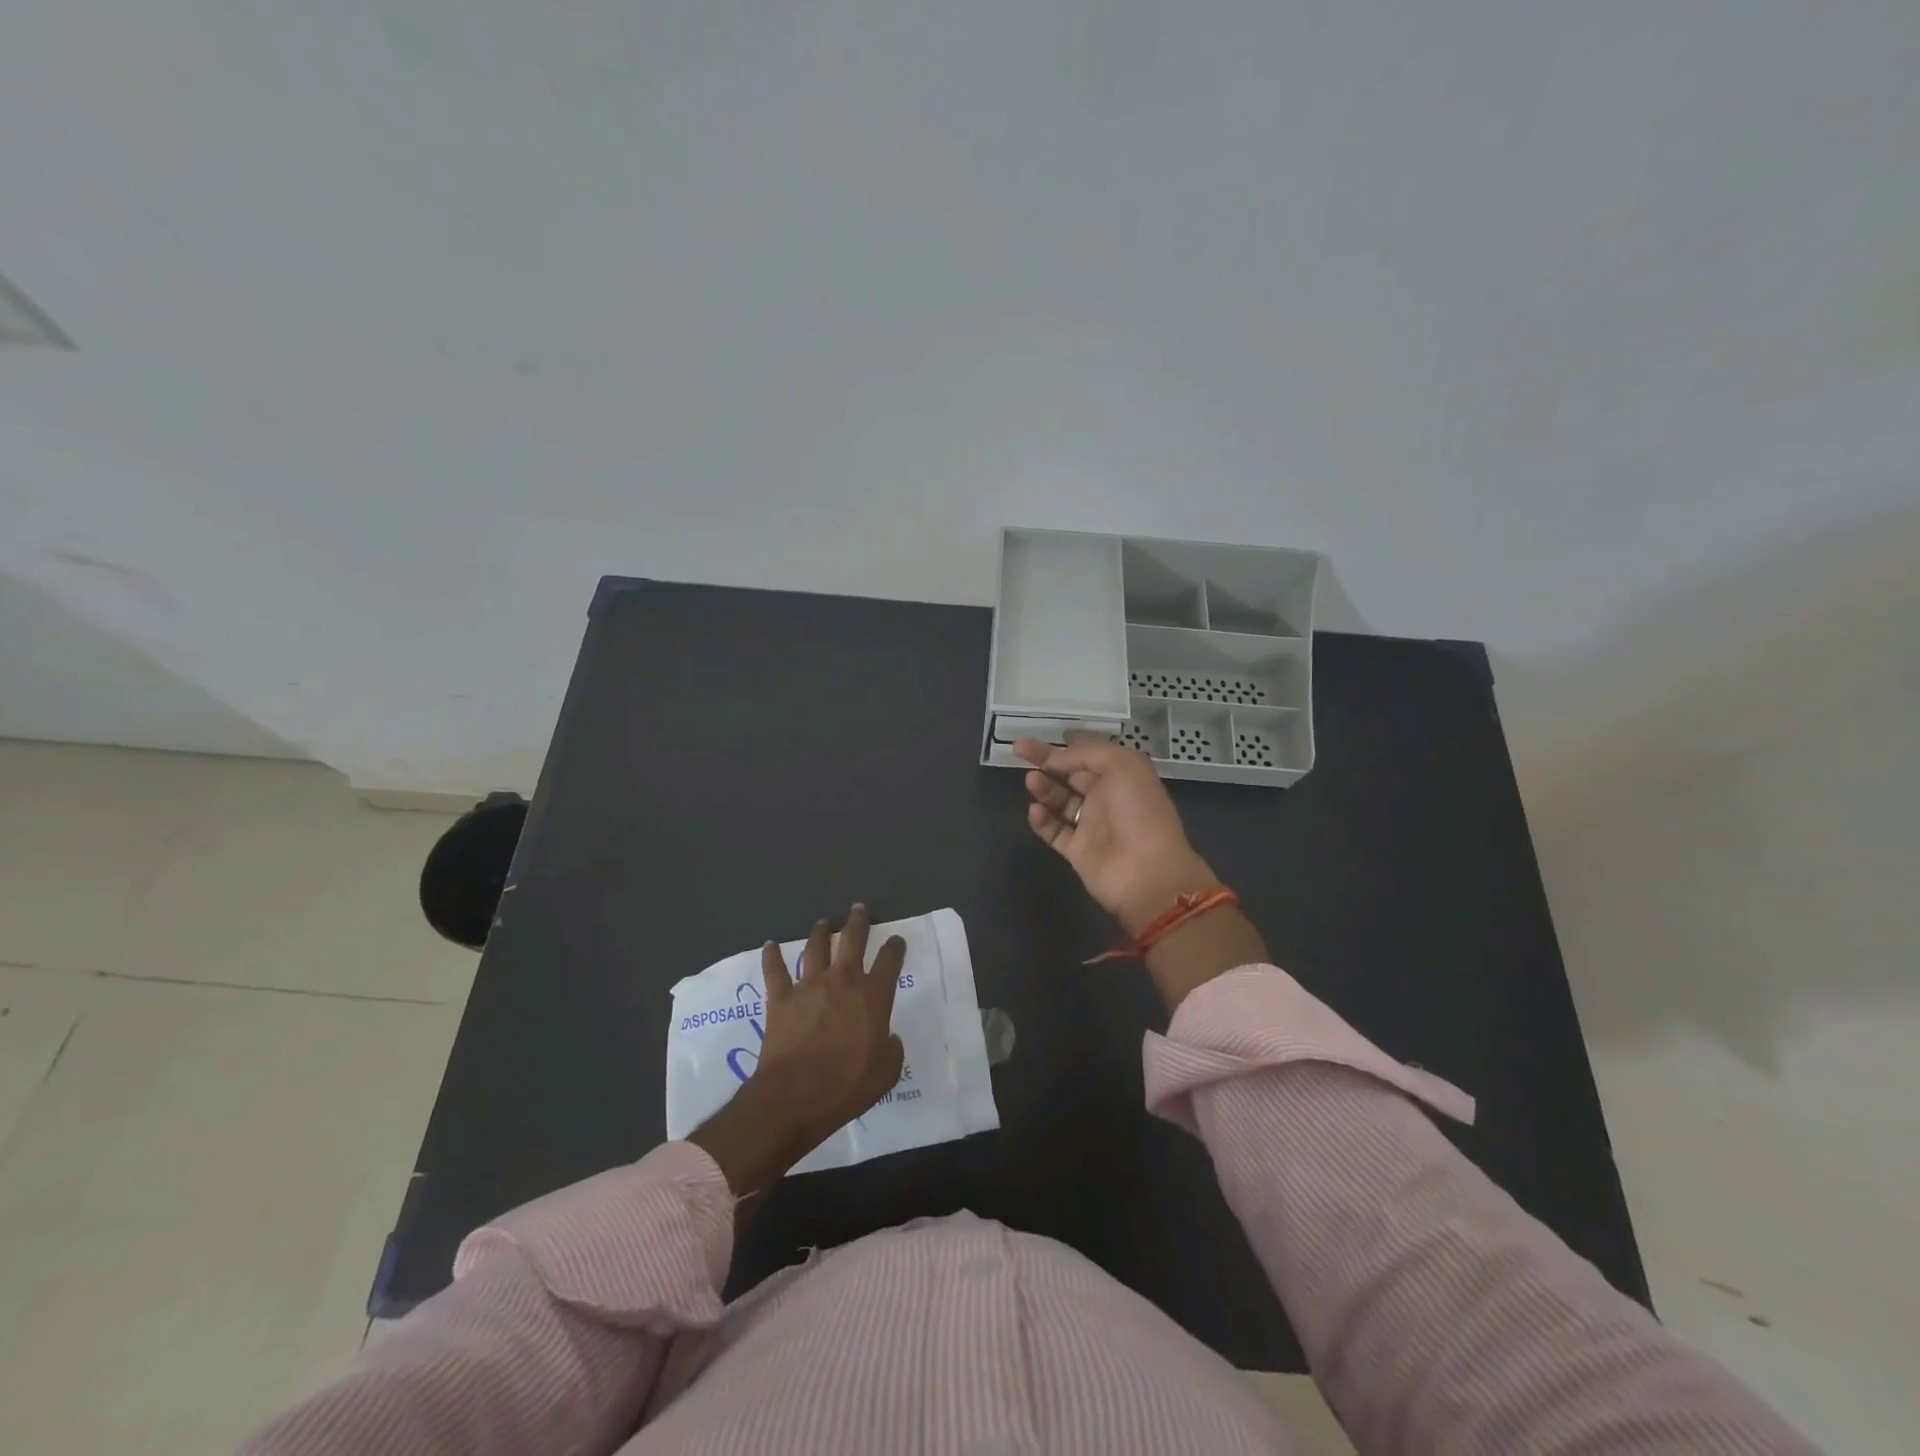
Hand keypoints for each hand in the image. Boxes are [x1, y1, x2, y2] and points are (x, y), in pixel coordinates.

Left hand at [690, 905, 906, 1196]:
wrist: (796, 1094)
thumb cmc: (847, 1085)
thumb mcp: (886, 1072)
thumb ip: (891, 1049)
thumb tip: (888, 1038)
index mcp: (873, 996)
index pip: (890, 961)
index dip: (895, 948)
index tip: (896, 940)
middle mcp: (843, 981)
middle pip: (852, 940)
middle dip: (858, 922)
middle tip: (859, 908)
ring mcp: (809, 986)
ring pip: (816, 948)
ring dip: (821, 933)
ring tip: (823, 923)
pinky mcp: (780, 998)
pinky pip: (775, 971)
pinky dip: (771, 956)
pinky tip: (770, 945)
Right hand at [1016, 734, 1267, 1011]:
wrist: (1147, 873)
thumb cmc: (1139, 812)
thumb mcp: (1121, 765)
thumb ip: (1087, 753)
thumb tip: (1057, 756)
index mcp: (1122, 774)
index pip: (1090, 753)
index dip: (1067, 744)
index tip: (1043, 735)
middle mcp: (1106, 797)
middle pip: (1070, 774)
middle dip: (1046, 760)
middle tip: (1019, 749)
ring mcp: (1091, 825)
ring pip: (1059, 800)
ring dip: (1044, 788)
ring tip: (1031, 781)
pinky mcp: (1078, 851)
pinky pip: (1054, 831)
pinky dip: (1042, 820)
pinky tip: (1035, 811)